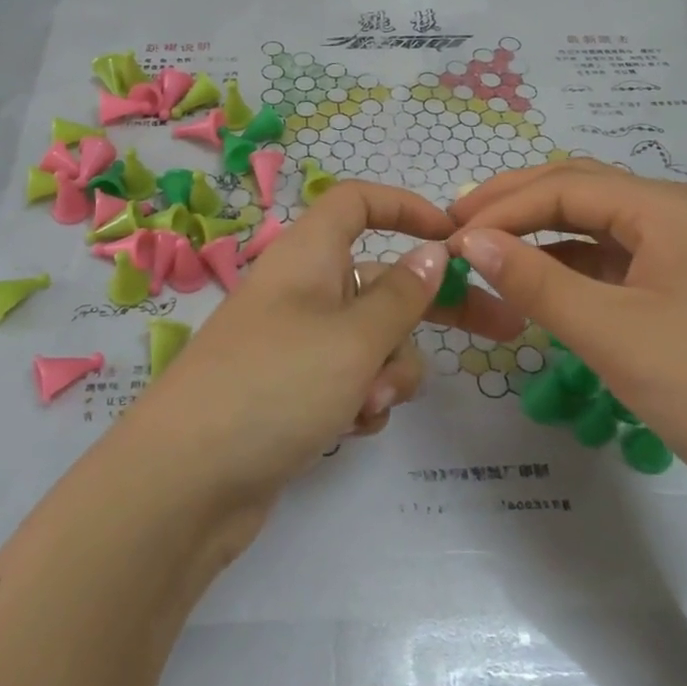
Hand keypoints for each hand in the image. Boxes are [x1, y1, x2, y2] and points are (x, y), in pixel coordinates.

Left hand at [134, 181, 524, 504]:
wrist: (185, 483)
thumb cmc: (275, 387)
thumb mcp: (352, 338)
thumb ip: (401, 295)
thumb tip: (432, 252)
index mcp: (307, 255)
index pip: (357, 202)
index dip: (405, 208)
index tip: (454, 239)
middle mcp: (301, 290)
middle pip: (380, 280)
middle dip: (432, 309)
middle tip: (501, 332)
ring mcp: (295, 343)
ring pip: (371, 339)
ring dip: (388, 369)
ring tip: (370, 401)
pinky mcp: (292, 391)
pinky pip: (348, 379)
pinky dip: (360, 398)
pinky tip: (351, 426)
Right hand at [450, 162, 686, 509]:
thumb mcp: (612, 332)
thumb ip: (535, 280)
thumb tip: (467, 241)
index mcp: (670, 208)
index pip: (566, 185)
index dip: (501, 206)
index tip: (448, 236)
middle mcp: (680, 218)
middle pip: (582, 192)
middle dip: (516, 204)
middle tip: (458, 226)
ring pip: (598, 228)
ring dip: (541, 234)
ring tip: (487, 251)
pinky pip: (615, 264)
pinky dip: (570, 268)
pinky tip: (539, 285)